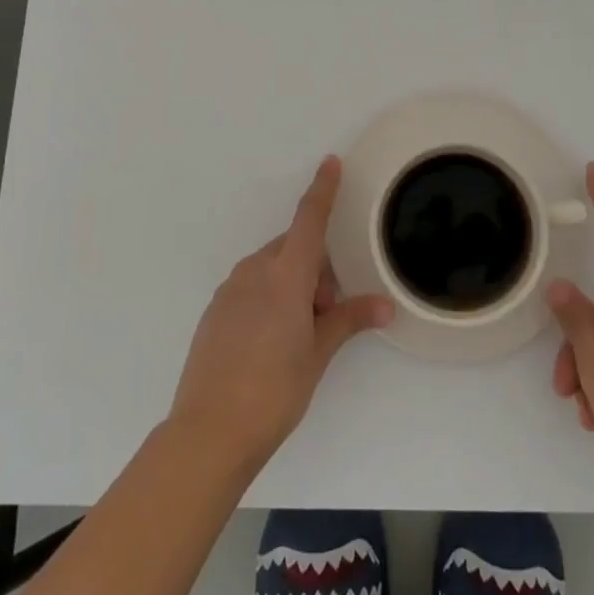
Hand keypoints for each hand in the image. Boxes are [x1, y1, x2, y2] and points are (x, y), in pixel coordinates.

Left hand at [169, 156, 393, 473]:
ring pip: (272, 268)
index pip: (309, 219)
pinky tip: (269, 342)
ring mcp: (230, 289)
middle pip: (294, 249)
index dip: (322, 189)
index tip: (330, 162)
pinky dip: (269, 297)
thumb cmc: (274, 390)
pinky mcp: (215, 310)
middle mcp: (255, 271)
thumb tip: (385, 305)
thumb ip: (349, 320)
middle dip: (315, 270)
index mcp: (285, 275)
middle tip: (325, 314)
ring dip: (292, 285)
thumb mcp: (317, 354)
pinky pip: (251, 286)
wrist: (208, 432)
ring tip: (299, 335)